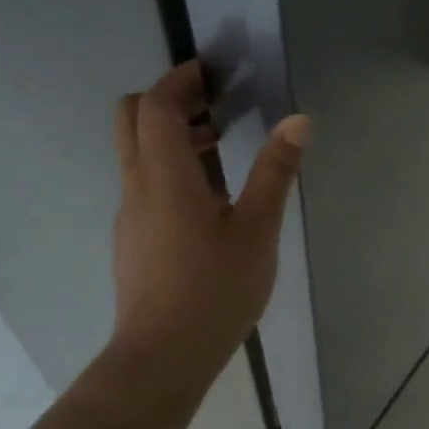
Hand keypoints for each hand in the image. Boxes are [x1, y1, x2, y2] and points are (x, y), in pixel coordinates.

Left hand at [109, 60, 310, 387]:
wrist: (163, 357)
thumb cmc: (215, 288)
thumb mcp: (257, 228)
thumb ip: (275, 171)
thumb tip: (298, 120)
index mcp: (164, 173)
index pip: (156, 105)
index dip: (179, 80)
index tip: (210, 71)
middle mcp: (137, 185)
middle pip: (131, 120)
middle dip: (167, 101)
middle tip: (213, 104)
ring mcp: (130, 214)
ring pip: (138, 155)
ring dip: (172, 137)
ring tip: (221, 147)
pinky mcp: (132, 240)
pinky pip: (144, 185)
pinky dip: (170, 170)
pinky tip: (209, 201)